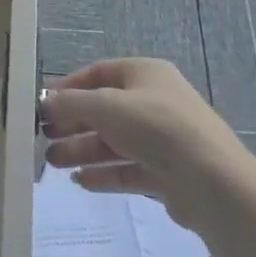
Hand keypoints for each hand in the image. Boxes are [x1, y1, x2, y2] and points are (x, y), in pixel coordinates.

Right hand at [41, 58, 255, 229]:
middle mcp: (155, 102)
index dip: (68, 87)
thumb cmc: (156, 128)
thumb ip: (69, 103)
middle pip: (103, 110)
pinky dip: (103, 174)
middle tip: (43, 137)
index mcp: (146, 74)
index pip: (98, 73)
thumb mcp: (104, 106)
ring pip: (113, 142)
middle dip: (72, 124)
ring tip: (54, 163)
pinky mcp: (167, 173)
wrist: (213, 183)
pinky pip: (127, 169)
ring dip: (81, 150)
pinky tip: (80, 181)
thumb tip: (45, 104)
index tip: (42, 105)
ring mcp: (163, 139)